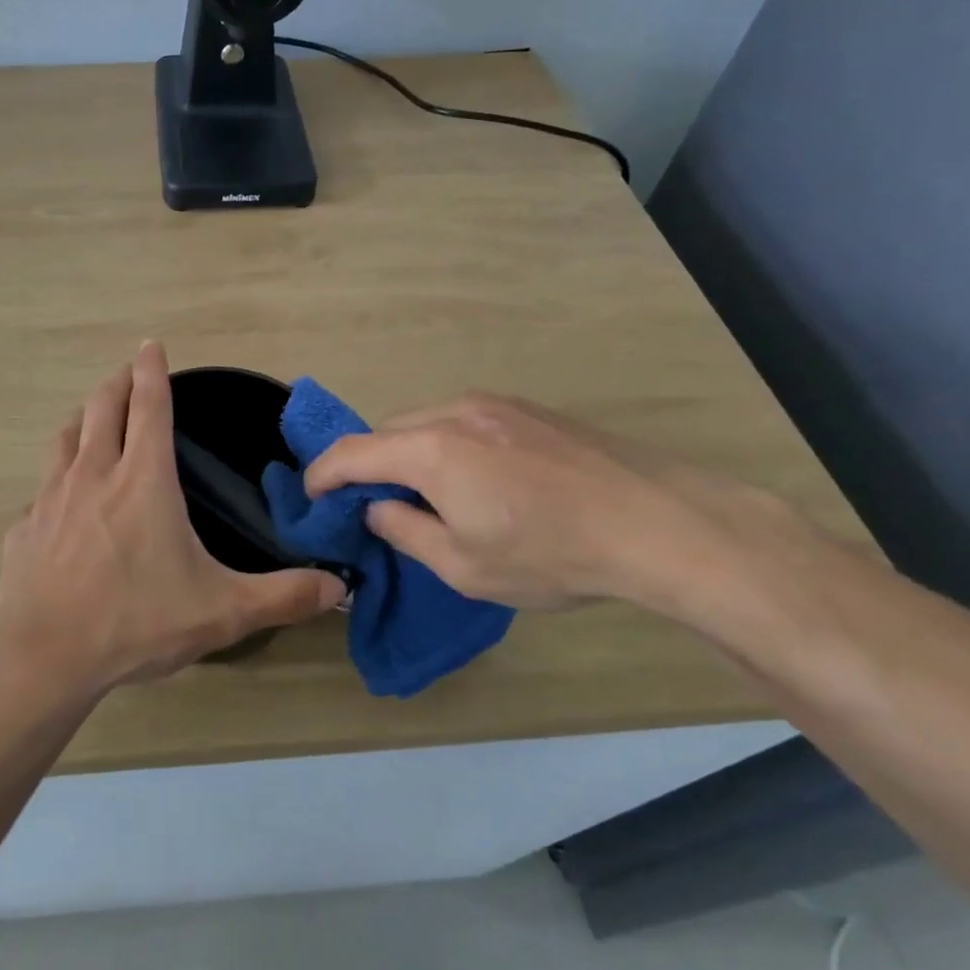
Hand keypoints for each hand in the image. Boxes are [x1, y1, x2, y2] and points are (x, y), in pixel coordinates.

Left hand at [0, 342, 347, 693]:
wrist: (44, 655)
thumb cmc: (137, 621)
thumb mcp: (222, 612)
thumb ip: (283, 596)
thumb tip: (340, 587)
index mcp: (143, 479)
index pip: (149, 405)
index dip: (151, 370)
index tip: (151, 344)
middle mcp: (94, 474)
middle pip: (103, 407)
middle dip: (117, 382)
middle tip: (128, 372)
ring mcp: (52, 497)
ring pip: (66, 437)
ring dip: (83, 420)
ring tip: (93, 420)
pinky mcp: (25, 527)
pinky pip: (44, 489)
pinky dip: (58, 480)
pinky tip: (64, 504)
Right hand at [303, 392, 792, 612]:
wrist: (657, 522)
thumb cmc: (550, 553)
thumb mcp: (463, 566)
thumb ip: (405, 532)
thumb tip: (376, 509)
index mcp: (429, 450)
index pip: (351, 453)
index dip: (322, 475)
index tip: (312, 497)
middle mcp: (453, 412)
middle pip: (387, 432)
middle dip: (367, 466)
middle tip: (372, 506)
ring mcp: (494, 404)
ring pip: (425, 422)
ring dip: (408, 453)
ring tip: (426, 495)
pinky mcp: (527, 408)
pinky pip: (462, 420)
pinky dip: (445, 444)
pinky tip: (476, 479)